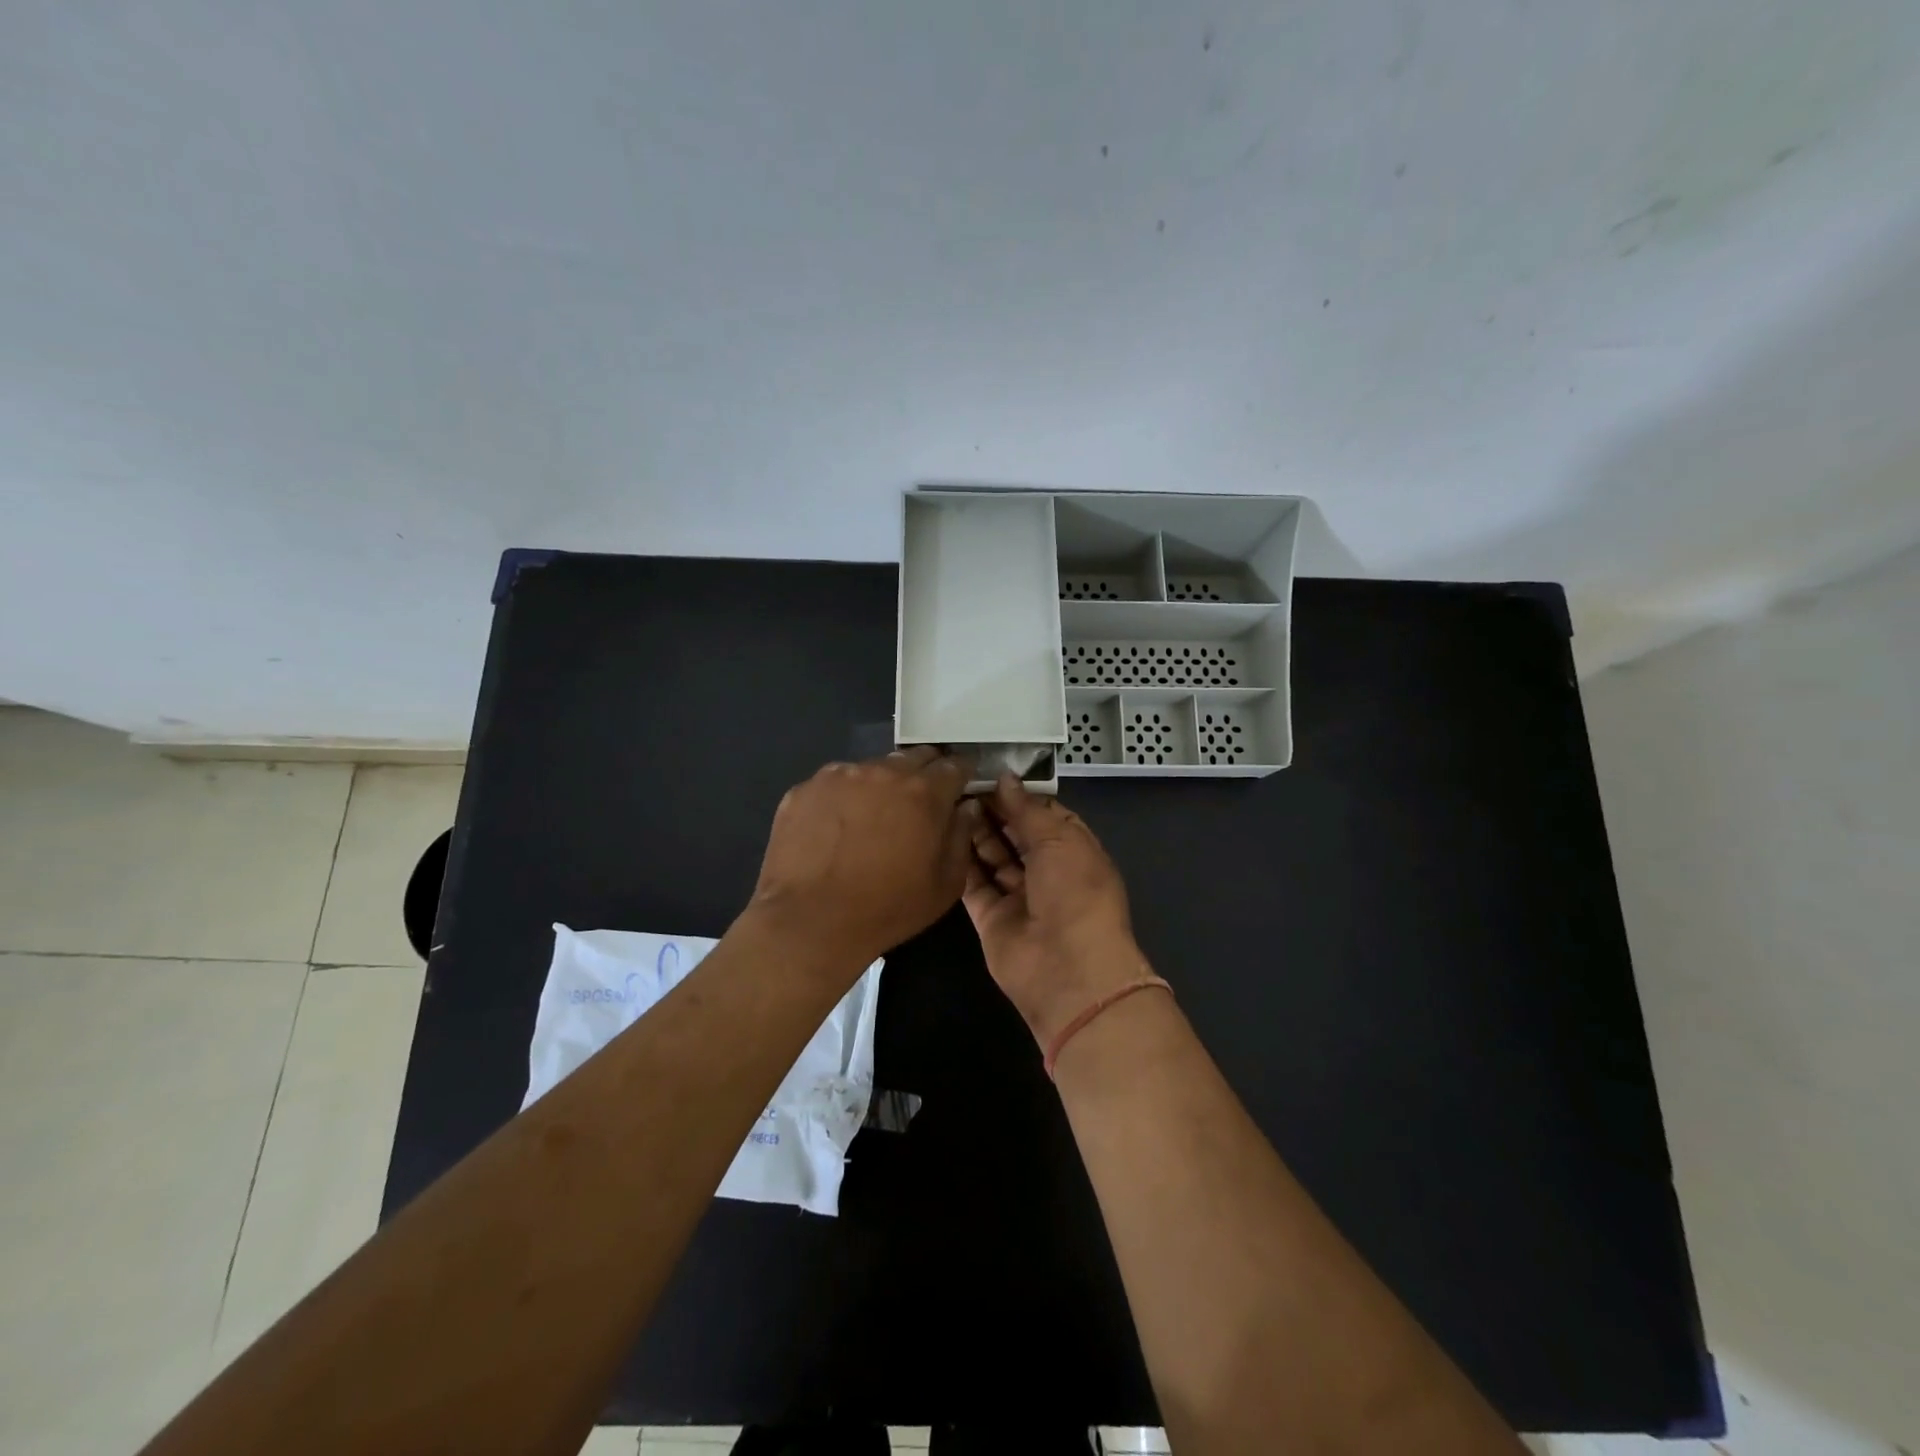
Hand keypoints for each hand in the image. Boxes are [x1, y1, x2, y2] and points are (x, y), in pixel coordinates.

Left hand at [746, 746, 974, 975]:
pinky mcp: (805, 788)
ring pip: (872, 769)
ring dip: (882, 785)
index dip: (962, 775)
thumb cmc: (887, 909)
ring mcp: (839, 775)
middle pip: (915, 758)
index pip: (955, 765)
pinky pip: (835, 784)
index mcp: (924, 792)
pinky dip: (844, 798)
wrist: (808, 922)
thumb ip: (961, 836)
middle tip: (919, 806)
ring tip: (872, 820)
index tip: (960, 789)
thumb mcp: (945, 885)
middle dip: (925, 775)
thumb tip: (966, 807)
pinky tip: (835, 829)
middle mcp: (883, 771)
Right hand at [962, 774, 1150, 1046]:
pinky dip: (960, 864)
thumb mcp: (1059, 839)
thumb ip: (1027, 808)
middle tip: (959, 785)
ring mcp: (1018, 895)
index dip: (1018, 795)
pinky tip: (941, 836)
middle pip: (1015, 834)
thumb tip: (1005, 778)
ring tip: (948, 804)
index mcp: (1073, 850)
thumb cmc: (1075, 893)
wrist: (1068, 969)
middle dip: (993, 812)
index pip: (1043, 814)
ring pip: (992, 857)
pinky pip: (973, 885)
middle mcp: (1047, 871)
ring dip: (974, 833)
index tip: (988, 773)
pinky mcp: (991, 917)